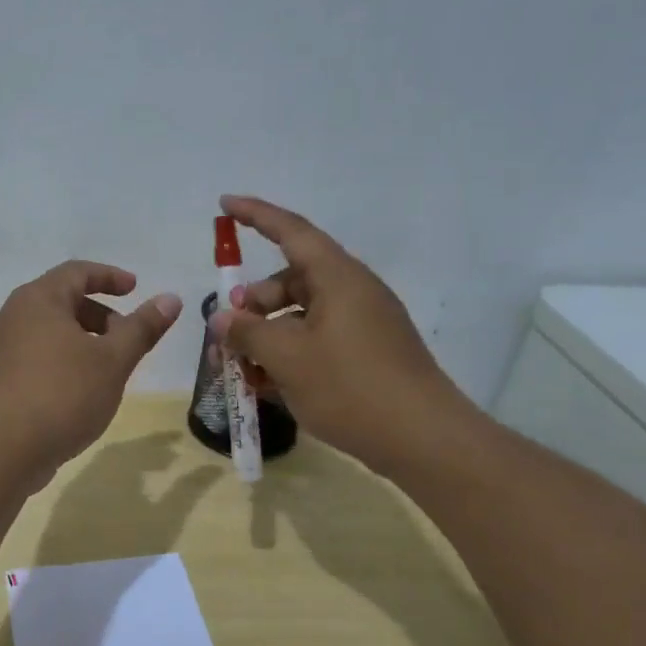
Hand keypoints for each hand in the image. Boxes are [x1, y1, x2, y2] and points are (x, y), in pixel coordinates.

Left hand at [0, 261, 182, 490]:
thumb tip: (171, 299)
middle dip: (100, 315)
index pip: (77, 272)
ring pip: (50, 332)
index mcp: (38, 299)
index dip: (110, 276)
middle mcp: (13, 316)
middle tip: (127, 339)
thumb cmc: (62, 394)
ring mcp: (1, 349)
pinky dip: (64, 361)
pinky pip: (37, 356)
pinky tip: (80, 392)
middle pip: (62, 301)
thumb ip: (142, 328)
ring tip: (108, 370)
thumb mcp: (113, 360)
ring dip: (83, 341)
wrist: (1, 451)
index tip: (135, 288)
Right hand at [207, 196, 479, 472]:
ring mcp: (362, 325)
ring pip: (300, 316)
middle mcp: (352, 293)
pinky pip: (317, 341)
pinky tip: (266, 386)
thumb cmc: (351, 387)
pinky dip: (289, 355)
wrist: (423, 440)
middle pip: (291, 280)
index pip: (291, 231)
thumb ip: (248, 332)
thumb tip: (222, 318)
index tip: (224, 204)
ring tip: (240, 369)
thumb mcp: (288, 358)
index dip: (256, 215)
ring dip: (266, 335)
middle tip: (226, 332)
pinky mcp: (366, 355)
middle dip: (253, 302)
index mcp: (338, 278)